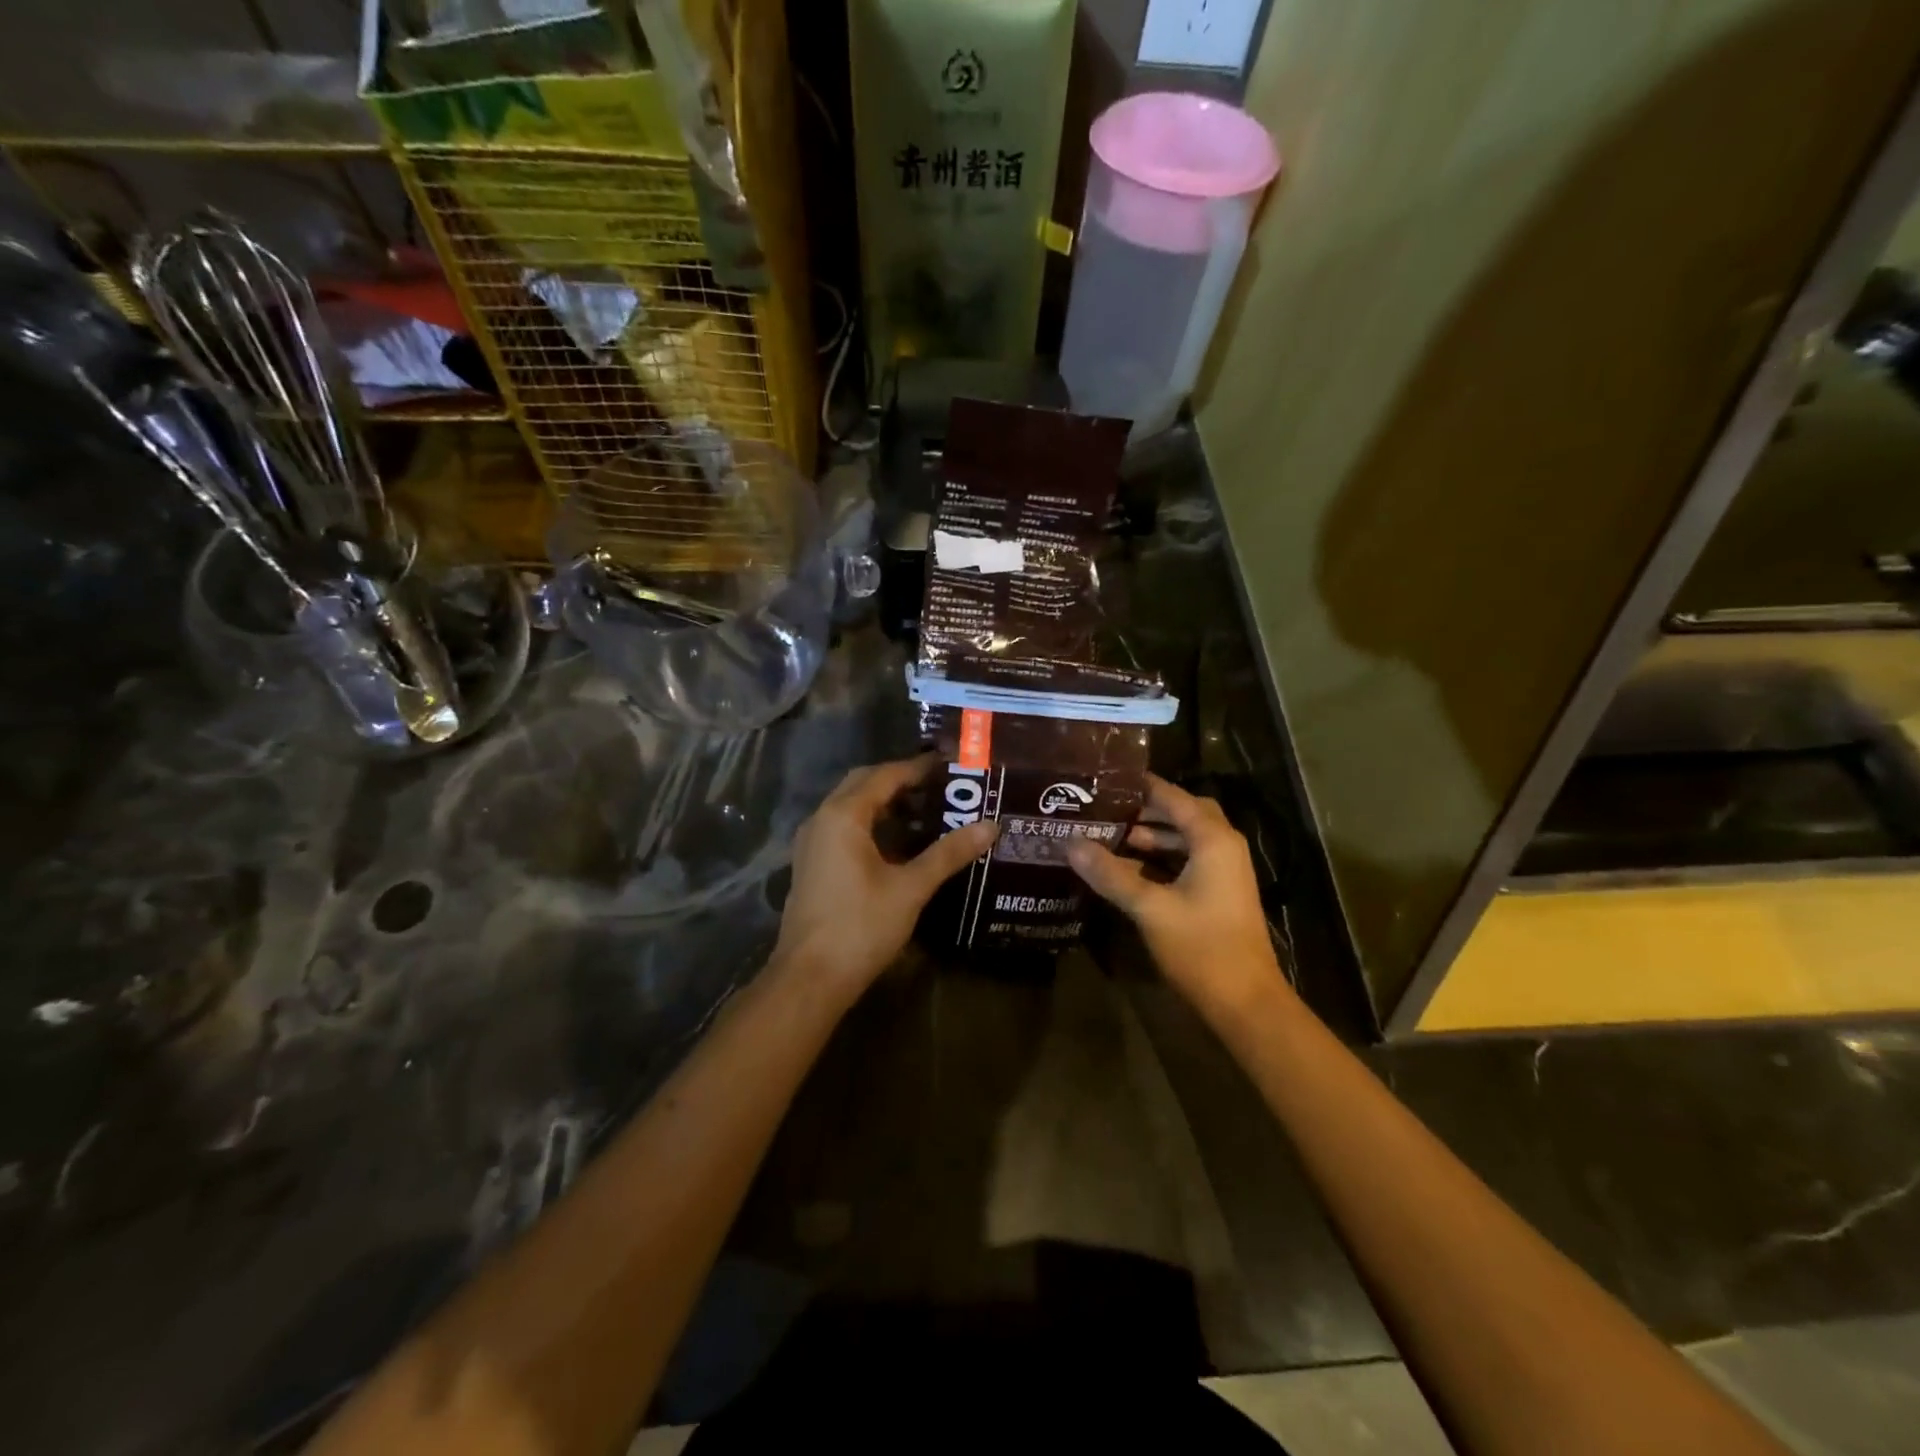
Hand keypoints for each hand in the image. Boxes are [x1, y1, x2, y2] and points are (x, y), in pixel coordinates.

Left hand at [773, 755, 998, 1002]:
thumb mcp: (910, 888)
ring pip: (852, 808)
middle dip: (900, 781)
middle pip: (864, 784)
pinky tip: (901, 845)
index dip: (918, 768)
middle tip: (941, 786)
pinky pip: (845, 829)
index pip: (885, 775)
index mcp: (843, 815)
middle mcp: (822, 819)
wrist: (810, 978)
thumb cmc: (861, 926)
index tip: (951, 766)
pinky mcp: (813, 865)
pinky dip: (873, 826)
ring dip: (886, 804)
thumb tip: (990, 825)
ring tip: (928, 812)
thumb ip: (949, 854)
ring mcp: (813, 843)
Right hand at [1066, 774, 1287, 1019]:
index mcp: (1212, 839)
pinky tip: (1128, 869)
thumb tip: (1071, 843)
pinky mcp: (1219, 893)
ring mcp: (1224, 871)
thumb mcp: (1149, 908)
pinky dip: (1160, 858)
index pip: (1172, 797)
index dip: (1140, 786)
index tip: (1103, 778)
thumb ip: (1110, 874)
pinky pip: (1187, 860)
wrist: (1246, 1003)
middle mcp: (1223, 846)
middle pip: (1182, 813)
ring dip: (1151, 836)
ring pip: (1184, 839)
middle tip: (1105, 808)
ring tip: (1108, 836)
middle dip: (1145, 810)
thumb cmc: (1201, 947)